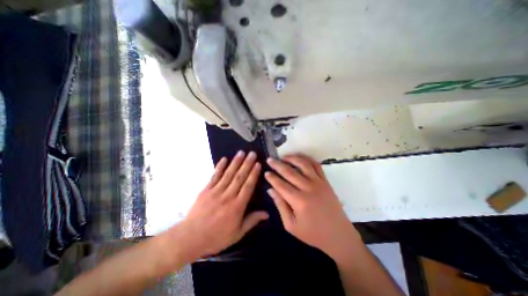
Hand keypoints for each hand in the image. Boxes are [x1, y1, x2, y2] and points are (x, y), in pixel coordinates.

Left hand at [176, 152, 267, 259]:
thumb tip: (267, 213)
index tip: (258, 164)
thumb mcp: (237, 233)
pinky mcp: (206, 190)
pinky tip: (224, 159)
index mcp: (237, 206)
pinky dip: (220, 167)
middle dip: (247, 164)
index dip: (253, 174)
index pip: (248, 186)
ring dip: (236, 162)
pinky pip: (214, 176)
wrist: (190, 238)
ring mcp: (216, 191)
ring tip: (241, 152)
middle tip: (252, 153)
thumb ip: (252, 221)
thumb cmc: (216, 237)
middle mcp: (228, 196)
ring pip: (228, 174)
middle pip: (240, 177)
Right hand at [266, 154, 361, 259]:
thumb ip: (280, 206)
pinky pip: (316, 165)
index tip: (265, 172)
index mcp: (299, 201)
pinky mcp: (326, 181)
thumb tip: (271, 190)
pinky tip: (300, 158)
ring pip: (303, 164)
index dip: (272, 178)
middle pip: (289, 172)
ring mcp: (318, 183)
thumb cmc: (313, 233)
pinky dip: (307, 159)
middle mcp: (308, 188)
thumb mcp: (291, 225)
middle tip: (269, 159)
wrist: (338, 235)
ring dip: (292, 158)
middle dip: (277, 164)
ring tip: (283, 157)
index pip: (280, 185)